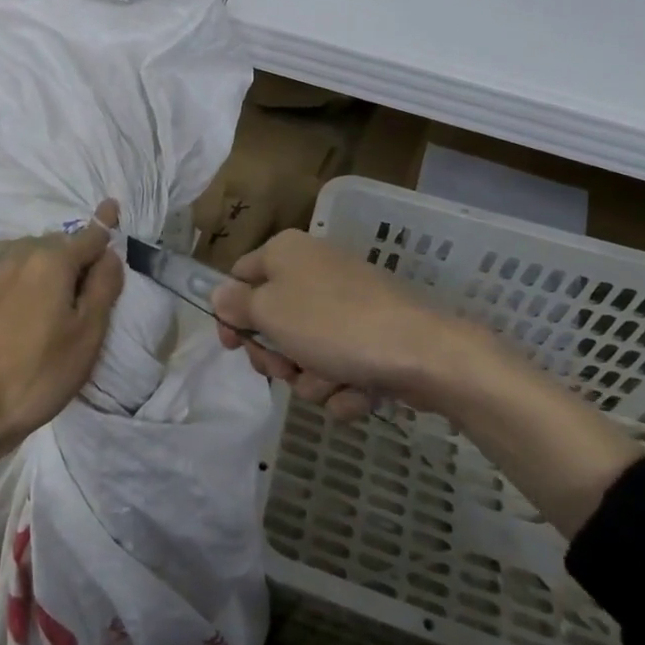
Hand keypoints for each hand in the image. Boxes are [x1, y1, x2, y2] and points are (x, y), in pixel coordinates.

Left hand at [0, 201, 123, 532]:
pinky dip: (44, 277)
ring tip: (79, 291)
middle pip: (65, 244)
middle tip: (104, 276)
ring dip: (62, 266)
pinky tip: (50, 301)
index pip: (89, 235)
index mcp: (52, 259)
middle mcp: (25, 255)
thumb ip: (104, 286)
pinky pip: (27, 272)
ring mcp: (2, 273)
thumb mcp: (87, 331)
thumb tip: (110, 254)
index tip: (114, 205)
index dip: (106, 224)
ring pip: (43, 258)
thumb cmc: (41, 369)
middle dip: (85, 252)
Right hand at [211, 228, 464, 420]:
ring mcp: (346, 306)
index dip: (230, 314)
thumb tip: (220, 294)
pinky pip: (340, 367)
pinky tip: (360, 390)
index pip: (240, 278)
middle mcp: (314, 271)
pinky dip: (345, 386)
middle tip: (286, 369)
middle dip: (278, 357)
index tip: (233, 347)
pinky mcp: (372, 337)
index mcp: (286, 253)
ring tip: (333, 379)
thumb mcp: (270, 311)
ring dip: (312, 377)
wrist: (424, 352)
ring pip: (306, 353)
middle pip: (272, 322)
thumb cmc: (333, 324)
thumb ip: (236, 304)